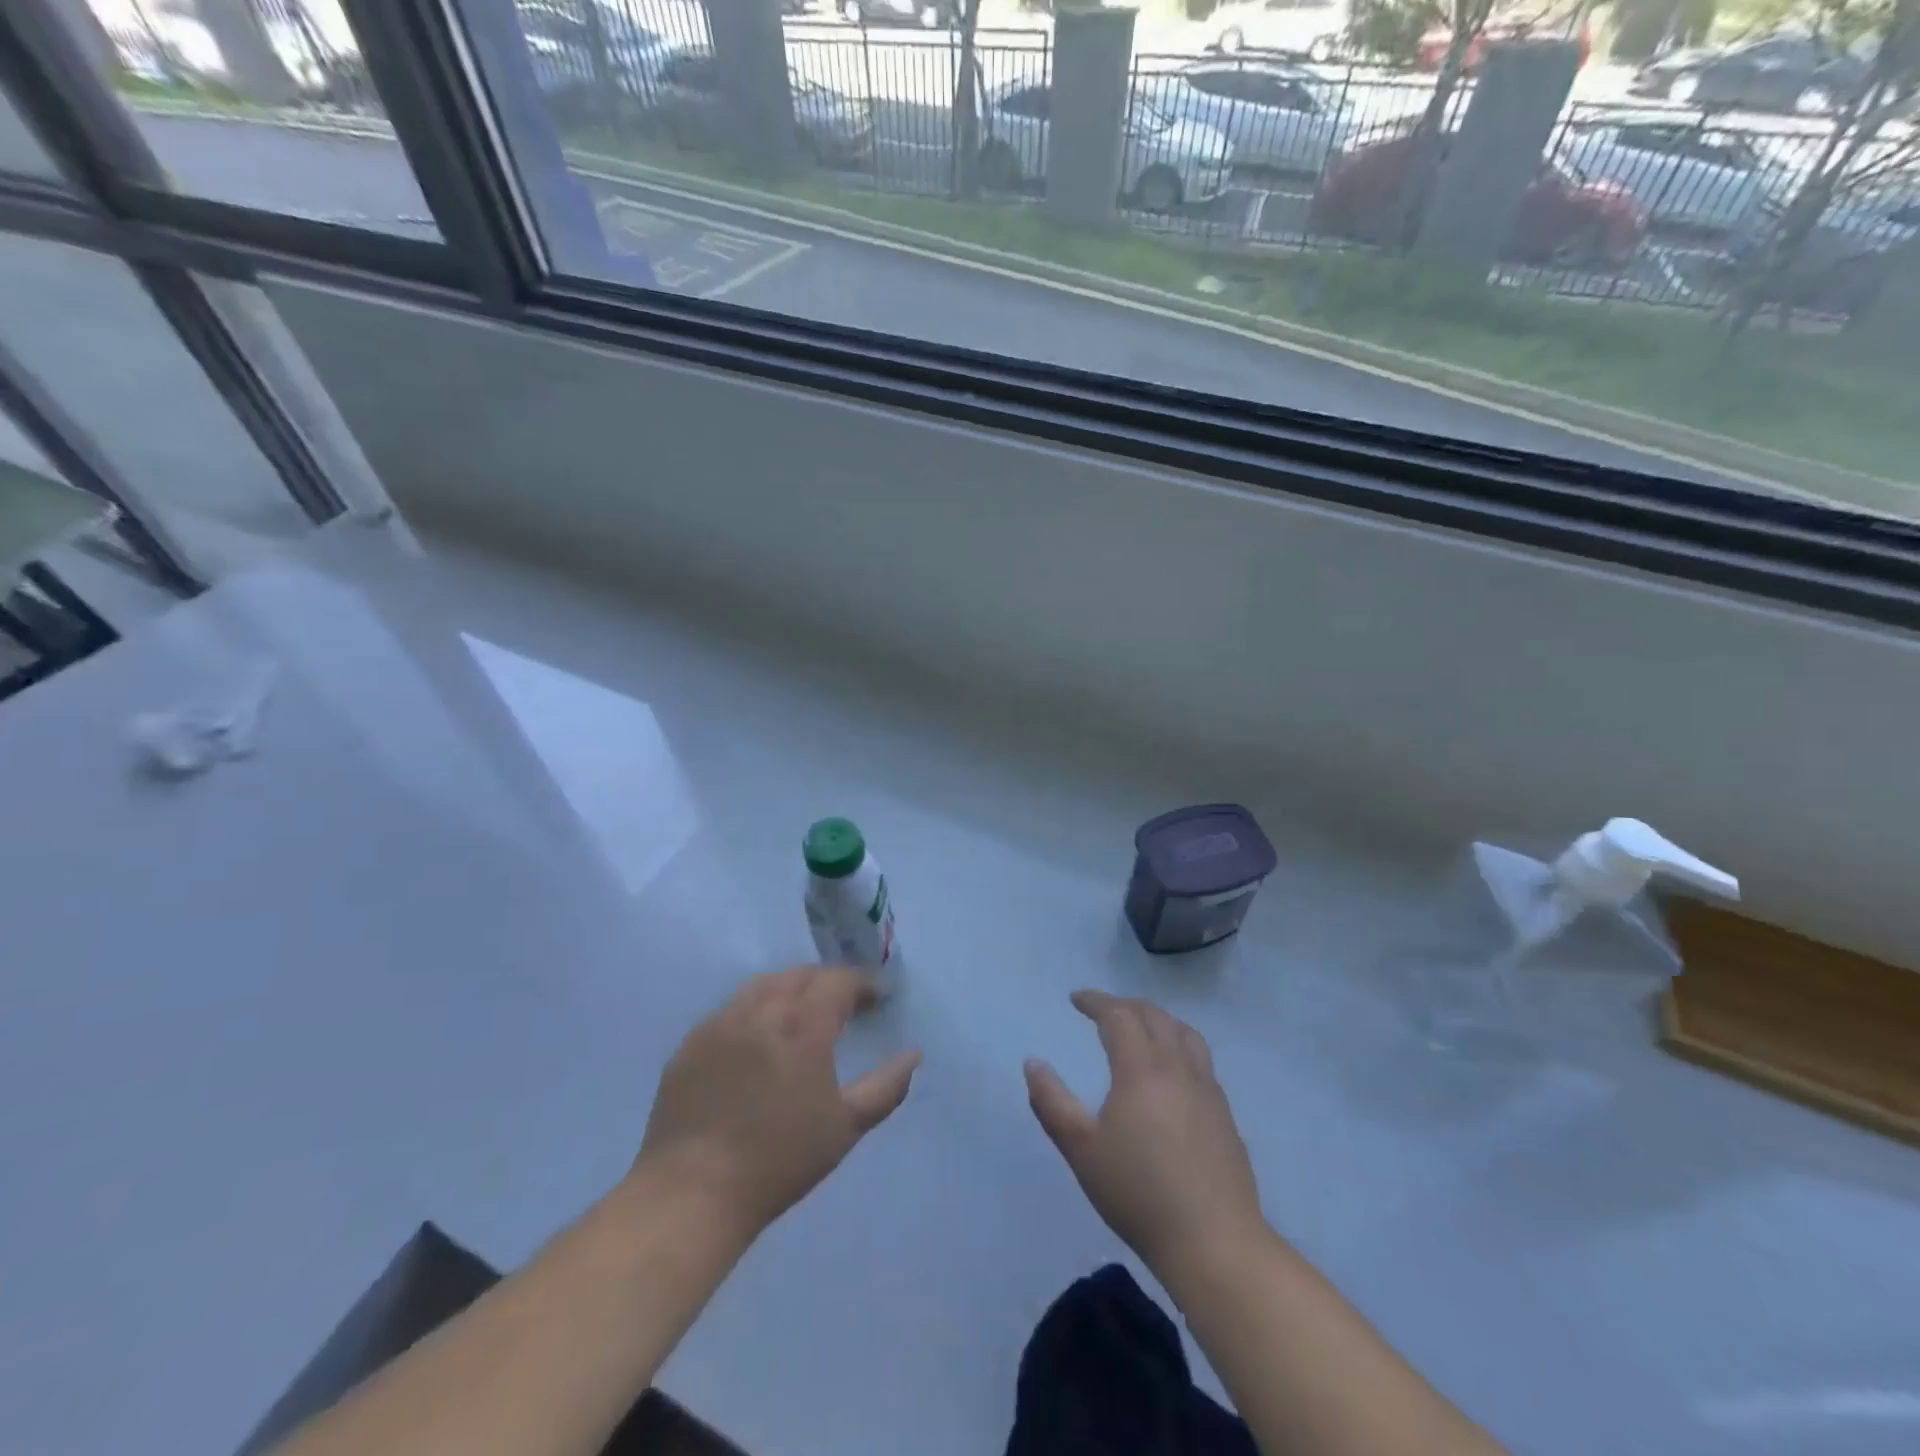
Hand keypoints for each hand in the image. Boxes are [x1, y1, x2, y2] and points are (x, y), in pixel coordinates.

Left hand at [632, 967, 920, 1238]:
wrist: (693, 1192)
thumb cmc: (780, 1160)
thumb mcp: (845, 1126)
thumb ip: (886, 1086)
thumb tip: (914, 1055)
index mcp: (803, 1025)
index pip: (838, 981)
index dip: (863, 983)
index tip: (878, 996)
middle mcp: (762, 1011)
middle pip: (800, 975)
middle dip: (828, 981)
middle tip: (844, 1002)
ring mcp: (721, 1023)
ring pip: (762, 985)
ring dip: (790, 988)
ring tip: (802, 1011)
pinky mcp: (691, 1042)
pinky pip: (730, 1009)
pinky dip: (755, 1009)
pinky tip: (758, 1037)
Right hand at [1026, 991, 1264, 1277]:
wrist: (1214, 1243)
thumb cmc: (1139, 1193)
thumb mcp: (1081, 1150)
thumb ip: (1051, 1102)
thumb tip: (1033, 1063)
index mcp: (1142, 1069)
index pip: (1119, 1016)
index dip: (1096, 1001)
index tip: (1076, 999)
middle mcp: (1178, 1067)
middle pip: (1154, 1016)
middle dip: (1124, 1005)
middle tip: (1101, 1010)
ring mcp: (1208, 1089)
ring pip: (1184, 1033)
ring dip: (1157, 1019)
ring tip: (1139, 1028)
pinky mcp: (1225, 1113)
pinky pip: (1200, 1058)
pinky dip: (1178, 1044)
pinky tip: (1171, 1072)